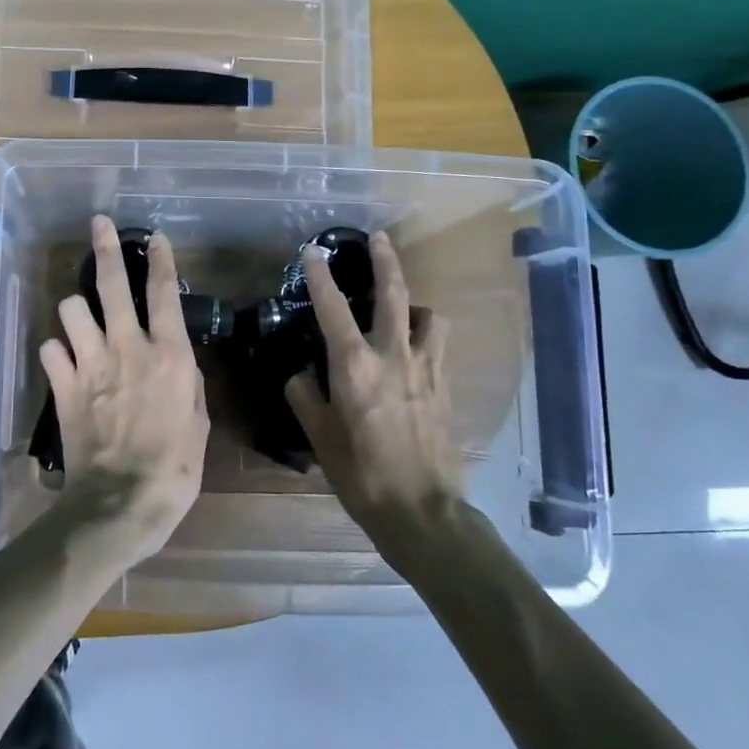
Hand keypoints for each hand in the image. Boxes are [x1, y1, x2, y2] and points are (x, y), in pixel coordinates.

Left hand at [39, 216, 208, 562]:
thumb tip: (178, 364)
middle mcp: (128, 348)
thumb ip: (188, 384)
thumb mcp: (199, 424)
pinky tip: (64, 361)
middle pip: (111, 284)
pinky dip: (56, 351)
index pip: (164, 294)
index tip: (155, 238)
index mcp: (169, 356)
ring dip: (77, 310)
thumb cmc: (174, 469)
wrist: (121, 502)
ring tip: (82, 319)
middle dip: (105, 248)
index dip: (161, 261)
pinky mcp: (63, 386)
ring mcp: (91, 364)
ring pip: (72, 308)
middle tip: (99, 225)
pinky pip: (50, 349)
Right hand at [285, 231, 465, 538]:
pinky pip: (437, 344)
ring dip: (413, 302)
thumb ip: (305, 396)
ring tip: (401, 305)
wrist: (422, 510)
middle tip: (379, 238)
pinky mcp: (445, 386)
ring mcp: (426, 369)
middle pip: (393, 294)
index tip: (311, 251)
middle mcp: (393, 357)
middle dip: (385, 260)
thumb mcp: (319, 436)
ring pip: (427, 315)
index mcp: (355, 368)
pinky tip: (414, 346)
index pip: (332, 309)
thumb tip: (302, 373)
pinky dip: (425, 332)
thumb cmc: (361, 474)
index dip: (319, 276)